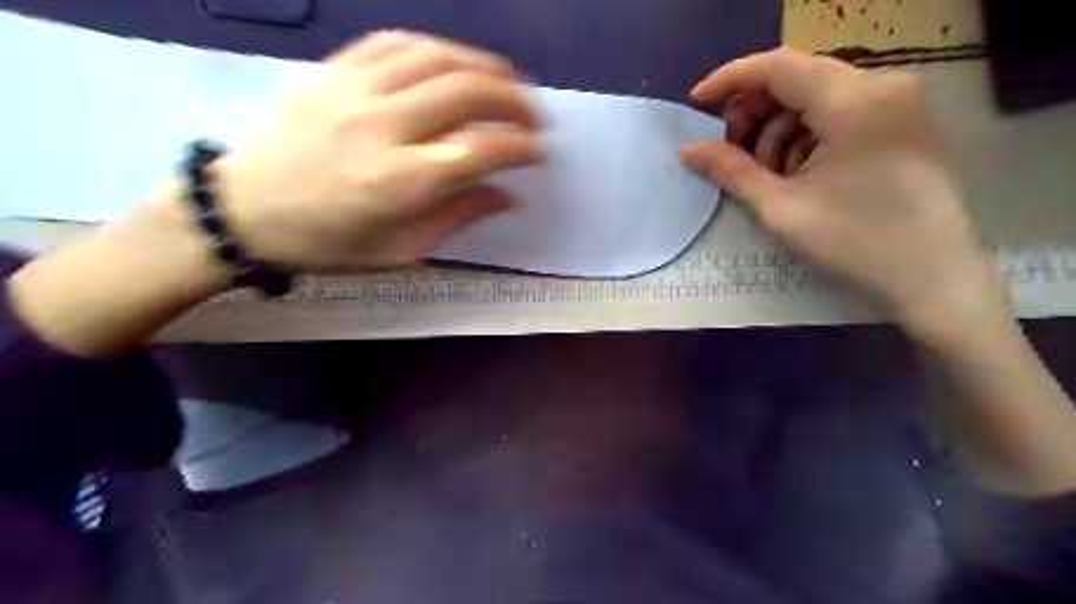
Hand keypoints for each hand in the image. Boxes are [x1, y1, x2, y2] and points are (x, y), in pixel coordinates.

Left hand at [213, 31, 546, 271]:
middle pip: (465, 93)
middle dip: (514, 100)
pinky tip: (454, 62)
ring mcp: (353, 90)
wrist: (246, 210)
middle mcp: (380, 128)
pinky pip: (395, 41)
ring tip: (509, 80)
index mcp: (398, 183)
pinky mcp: (332, 70)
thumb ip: (458, 218)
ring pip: (436, 57)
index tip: (538, 152)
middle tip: (534, 115)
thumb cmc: (329, 243)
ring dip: (484, 65)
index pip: (478, 151)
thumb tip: (508, 195)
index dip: (519, 147)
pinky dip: (436, 48)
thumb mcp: (401, 251)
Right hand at [680, 47, 1010, 334]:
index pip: (778, 66)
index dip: (729, 80)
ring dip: (778, 132)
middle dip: (754, 114)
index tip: (696, 104)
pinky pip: (838, 114)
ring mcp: (898, 101)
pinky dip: (806, 138)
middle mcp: (882, 85)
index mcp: (854, 100)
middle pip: (796, 80)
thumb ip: (730, 170)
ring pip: (814, 98)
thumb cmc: (854, 242)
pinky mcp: (902, 121)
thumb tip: (687, 150)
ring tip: (770, 178)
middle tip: (730, 154)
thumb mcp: (780, 207)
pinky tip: (800, 175)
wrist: (932, 277)